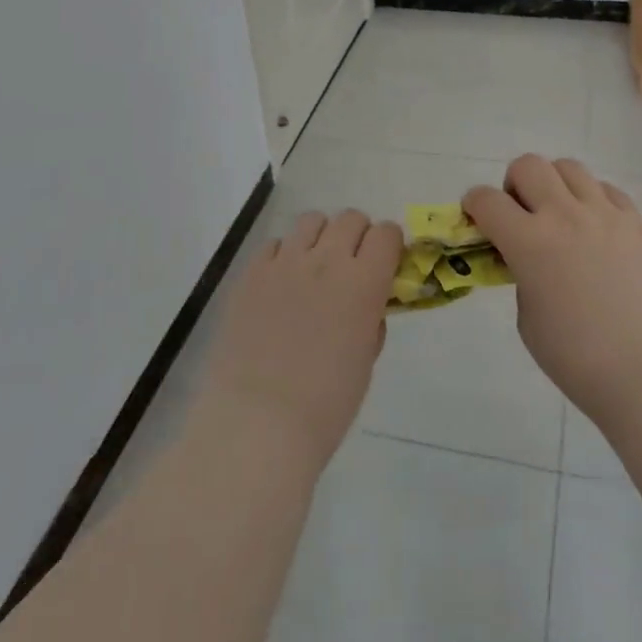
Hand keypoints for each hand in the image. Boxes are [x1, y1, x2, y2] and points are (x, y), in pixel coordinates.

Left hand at [192, 209, 402, 474]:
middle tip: (351, 266)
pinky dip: (284, 256)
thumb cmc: (324, 405)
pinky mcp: (252, 272)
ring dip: (320, 237)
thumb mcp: (365, 361)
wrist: (256, 424)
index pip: (387, 233)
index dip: (389, 245)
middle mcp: (327, 260)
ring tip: (313, 268)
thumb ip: (371, 319)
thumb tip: (368, 303)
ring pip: (312, 220)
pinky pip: (275, 244)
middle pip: (351, 218)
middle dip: (357, 236)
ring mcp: (286, 262)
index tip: (385, 264)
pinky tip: (280, 285)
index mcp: (364, 283)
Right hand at [463, 155, 641, 423]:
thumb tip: (528, 259)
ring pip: (569, 167)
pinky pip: (607, 189)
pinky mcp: (636, 221)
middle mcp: (564, 215)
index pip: (487, 200)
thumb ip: (521, 276)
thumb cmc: (578, 358)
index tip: (477, 217)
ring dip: (555, 185)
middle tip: (522, 214)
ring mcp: (604, 213)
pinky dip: (593, 199)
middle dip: (515, 184)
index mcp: (529, 241)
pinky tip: (596, 227)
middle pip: (528, 165)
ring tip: (562, 215)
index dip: (474, 205)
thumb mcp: (528, 319)